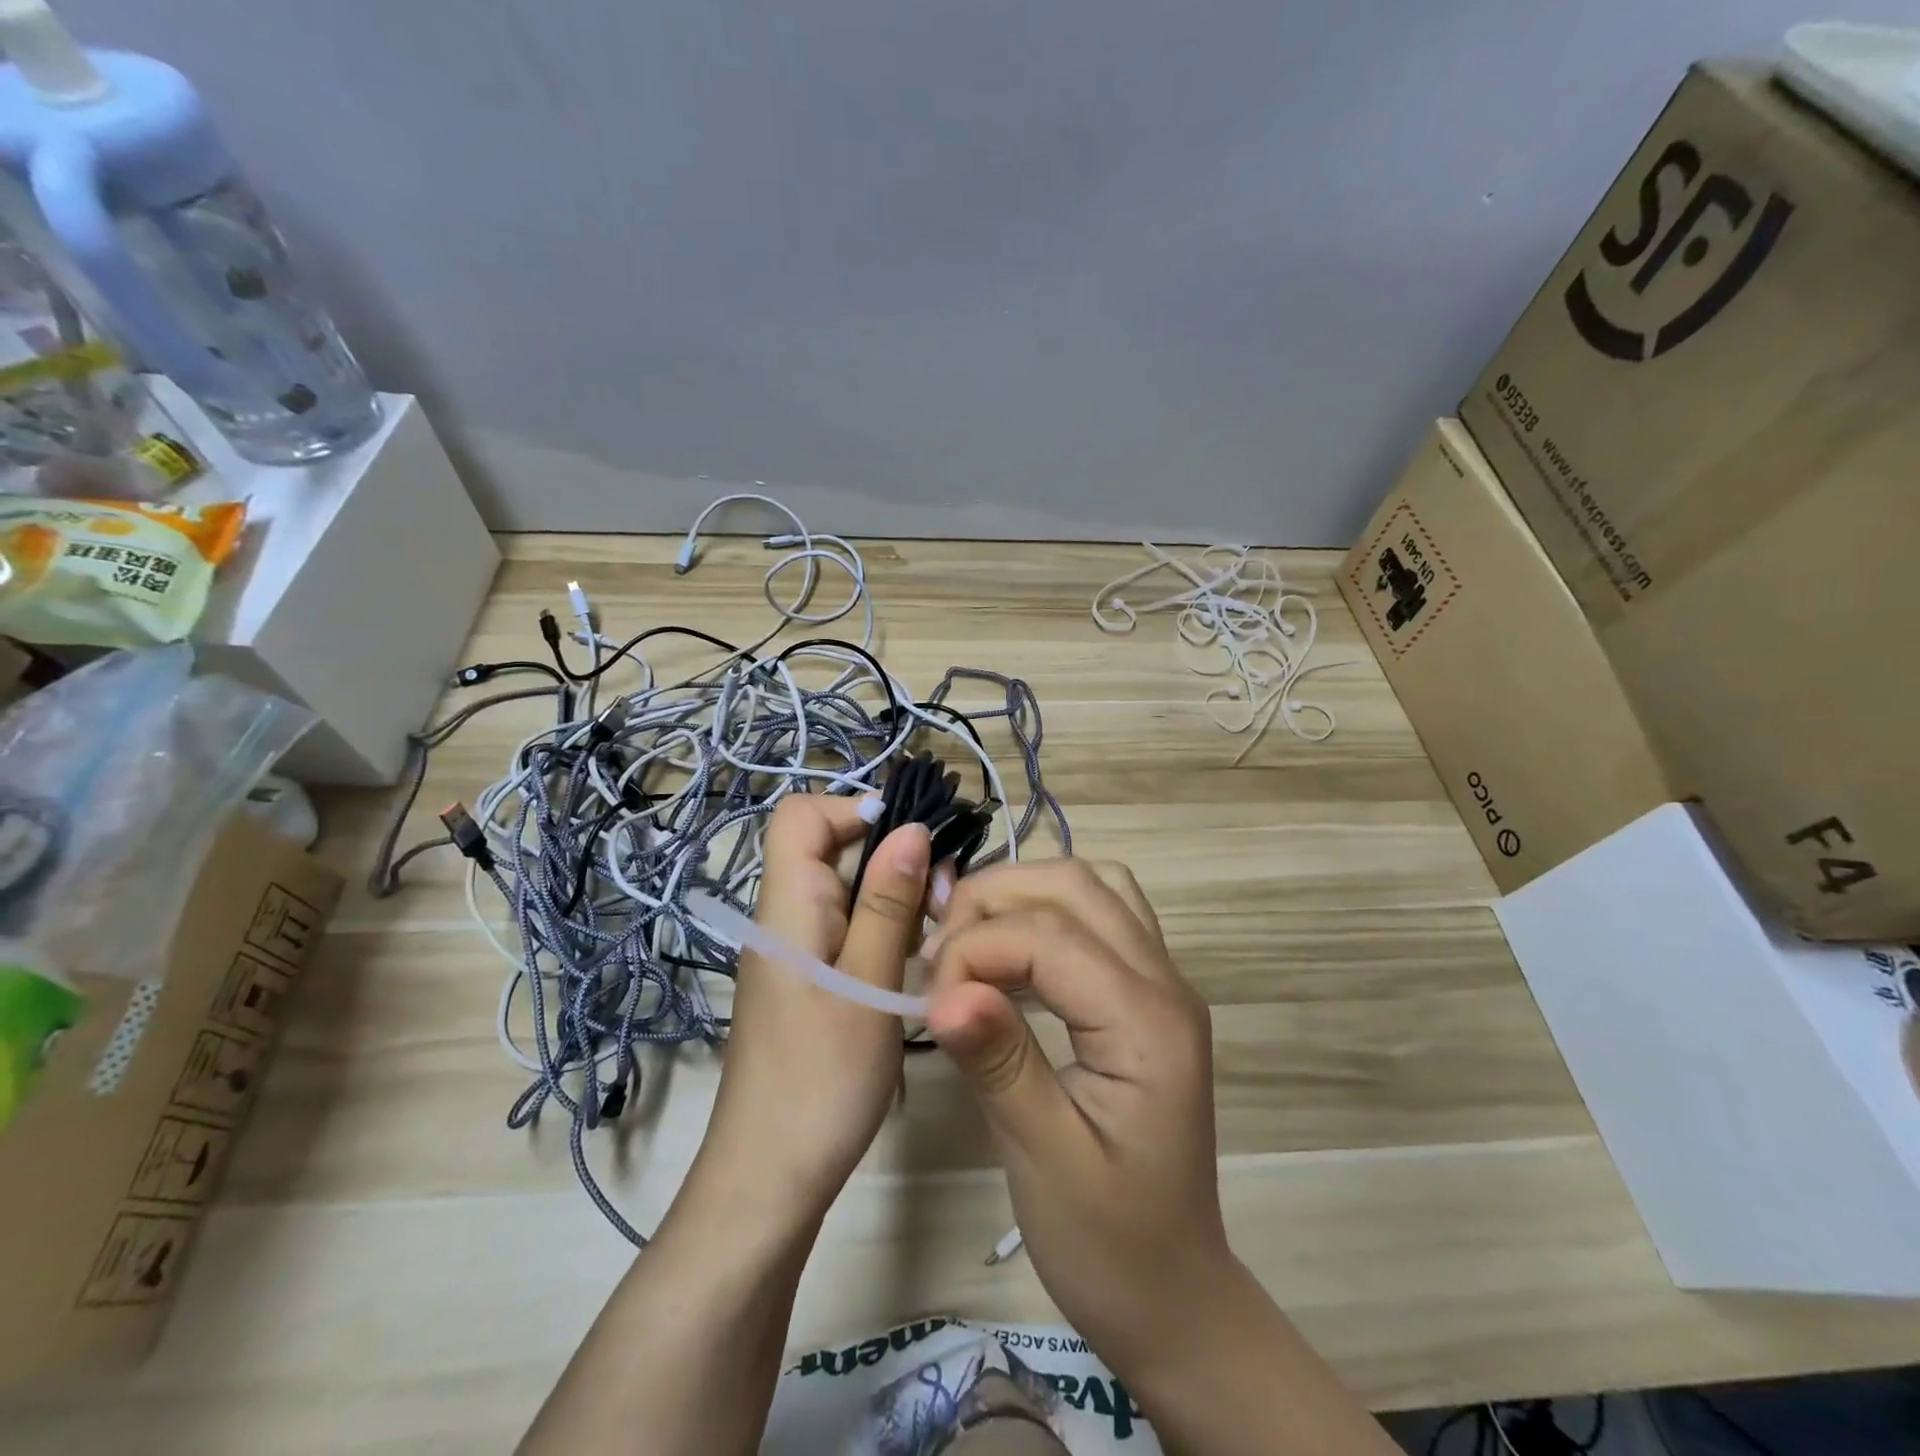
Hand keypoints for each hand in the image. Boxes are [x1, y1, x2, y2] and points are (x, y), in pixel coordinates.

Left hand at [702, 793, 930, 1219]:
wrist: (769, 1180)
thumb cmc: (821, 1081)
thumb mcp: (868, 985)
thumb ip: (888, 903)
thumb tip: (911, 828)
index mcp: (787, 906)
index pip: (800, 815)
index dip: (852, 808)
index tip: (910, 843)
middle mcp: (784, 917)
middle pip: (828, 847)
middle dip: (890, 855)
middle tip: (944, 898)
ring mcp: (794, 951)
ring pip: (844, 889)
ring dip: (894, 895)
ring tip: (941, 929)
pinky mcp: (807, 980)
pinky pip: (845, 927)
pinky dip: (883, 927)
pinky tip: (918, 959)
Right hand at [925, 859, 1235, 1378]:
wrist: (1175, 1293)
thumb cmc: (1110, 1243)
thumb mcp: (1045, 1160)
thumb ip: (1000, 1063)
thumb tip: (944, 990)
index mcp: (1147, 1023)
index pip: (1049, 936)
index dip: (975, 949)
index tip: (927, 998)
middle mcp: (1166, 982)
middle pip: (1075, 884)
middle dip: (995, 899)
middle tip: (940, 950)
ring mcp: (1164, 981)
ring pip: (1093, 885)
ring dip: (1023, 892)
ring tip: (969, 938)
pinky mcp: (1149, 992)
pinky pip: (1103, 912)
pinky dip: (1049, 909)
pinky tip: (1011, 951)